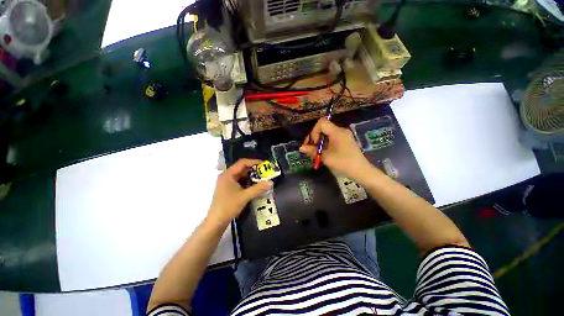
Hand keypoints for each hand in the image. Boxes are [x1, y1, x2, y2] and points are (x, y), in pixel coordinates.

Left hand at [207, 159, 272, 225]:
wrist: (216, 221)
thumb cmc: (228, 206)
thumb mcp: (244, 196)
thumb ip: (258, 188)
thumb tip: (270, 182)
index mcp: (228, 174)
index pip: (242, 163)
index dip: (254, 162)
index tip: (264, 164)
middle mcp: (227, 176)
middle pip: (242, 168)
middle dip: (254, 169)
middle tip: (265, 171)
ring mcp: (227, 182)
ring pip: (241, 175)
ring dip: (251, 176)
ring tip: (262, 178)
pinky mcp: (228, 189)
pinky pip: (240, 181)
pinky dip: (248, 182)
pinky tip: (255, 185)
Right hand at [300, 118, 371, 180]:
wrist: (361, 171)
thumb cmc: (343, 163)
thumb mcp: (326, 157)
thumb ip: (312, 151)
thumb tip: (300, 148)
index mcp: (337, 132)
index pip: (322, 122)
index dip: (314, 131)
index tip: (314, 143)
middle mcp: (340, 130)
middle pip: (323, 127)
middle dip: (314, 137)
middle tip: (310, 148)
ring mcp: (343, 135)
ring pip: (326, 133)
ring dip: (319, 141)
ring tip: (316, 152)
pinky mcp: (345, 140)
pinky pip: (331, 137)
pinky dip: (325, 143)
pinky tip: (323, 152)